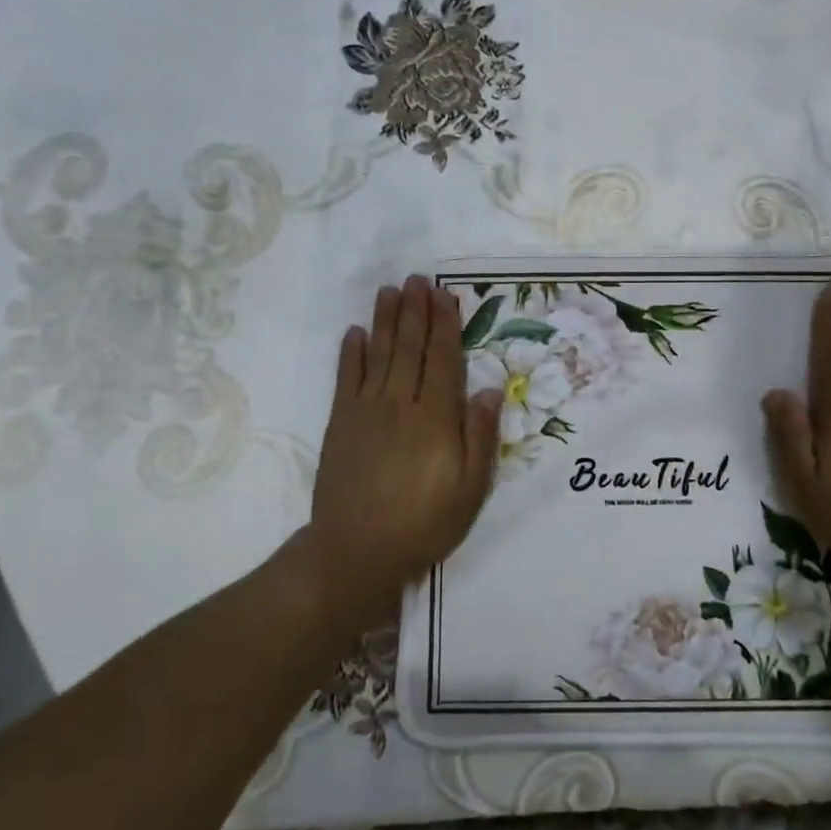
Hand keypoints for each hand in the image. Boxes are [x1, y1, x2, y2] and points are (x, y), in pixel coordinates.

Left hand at [308, 276, 503, 629]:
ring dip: (385, 321)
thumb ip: (480, 436)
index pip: (443, 360)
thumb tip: (490, 390)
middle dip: (415, 311)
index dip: (445, 325)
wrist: (356, 550)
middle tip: (417, 279)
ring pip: (378, 355)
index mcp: (435, 418)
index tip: (445, 295)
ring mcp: (366, 412)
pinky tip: (355, 333)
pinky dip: (351, 354)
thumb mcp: (470, 489)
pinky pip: (346, 379)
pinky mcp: (340, 424)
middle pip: (410, 348)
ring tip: (389, 290)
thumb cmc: (424, 523)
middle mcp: (401, 404)